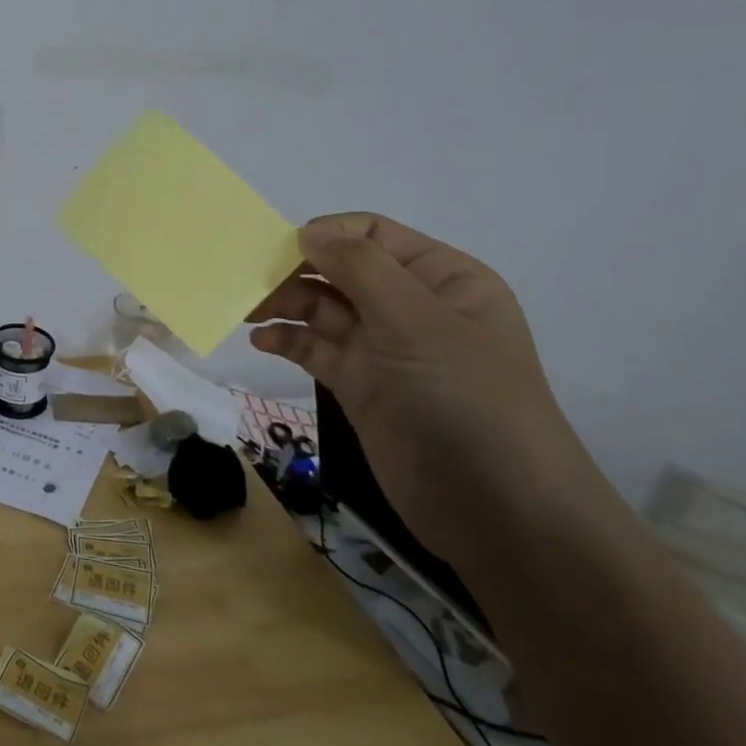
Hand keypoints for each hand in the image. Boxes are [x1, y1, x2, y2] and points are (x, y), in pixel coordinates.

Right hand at [247, 213, 606, 567]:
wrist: (499, 514)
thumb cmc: (466, 402)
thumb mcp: (417, 323)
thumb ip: (360, 268)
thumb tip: (308, 230)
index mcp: (441, 278)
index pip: (372, 233)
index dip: (325, 235)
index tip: (278, 251)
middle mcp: (411, 306)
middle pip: (339, 268)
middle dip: (294, 271)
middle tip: (248, 285)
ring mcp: (384, 347)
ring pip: (322, 308)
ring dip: (283, 304)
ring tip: (246, 312)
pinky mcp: (361, 384)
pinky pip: (315, 347)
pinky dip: (287, 339)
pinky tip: (262, 342)